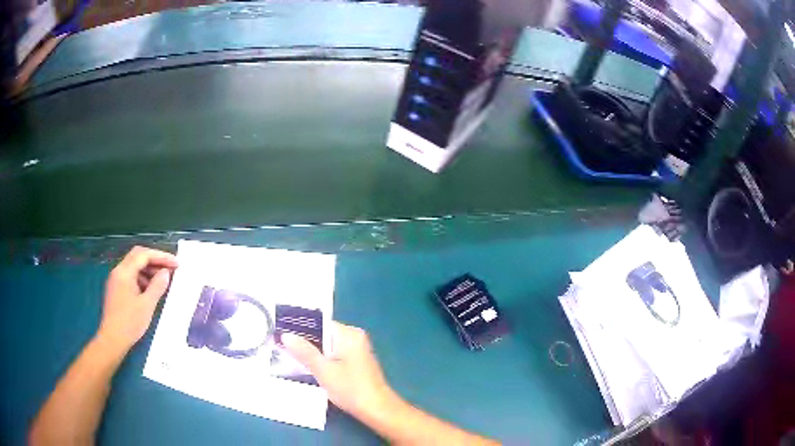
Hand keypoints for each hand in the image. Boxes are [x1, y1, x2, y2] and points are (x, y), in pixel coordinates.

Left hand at [96, 246, 177, 353]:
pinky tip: (150, 289)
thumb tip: (166, 272)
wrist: (112, 339)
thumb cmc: (130, 323)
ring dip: (148, 269)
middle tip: (170, 268)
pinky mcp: (116, 288)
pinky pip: (130, 275)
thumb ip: (157, 286)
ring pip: (134, 265)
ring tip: (162, 280)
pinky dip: (142, 277)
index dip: (161, 256)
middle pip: (138, 256)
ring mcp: (116, 279)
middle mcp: (118, 270)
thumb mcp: (147, 305)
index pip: (144, 255)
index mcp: (125, 272)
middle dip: (155, 259)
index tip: (176, 263)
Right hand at [282, 322, 396, 419]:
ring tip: (288, 357)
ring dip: (311, 353)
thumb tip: (285, 335)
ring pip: (326, 347)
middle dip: (304, 342)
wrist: (377, 410)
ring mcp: (356, 350)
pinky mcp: (355, 362)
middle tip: (280, 347)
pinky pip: (333, 355)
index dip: (299, 328)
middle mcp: (354, 337)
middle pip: (322, 335)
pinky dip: (321, 360)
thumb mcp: (323, 371)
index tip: (280, 334)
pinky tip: (307, 368)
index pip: (319, 323)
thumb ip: (304, 352)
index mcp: (349, 334)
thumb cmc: (351, 388)